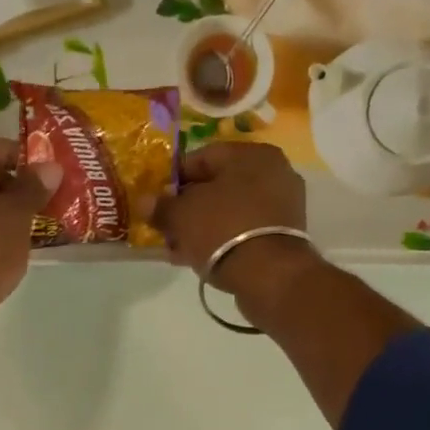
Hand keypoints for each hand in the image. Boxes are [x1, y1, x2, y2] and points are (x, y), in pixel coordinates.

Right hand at [151, 142, 316, 301]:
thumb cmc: (222, 229)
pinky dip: (222, 239)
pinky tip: (199, 256)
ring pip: (229, 210)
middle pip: (217, 186)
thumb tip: (145, 202)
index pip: (202, 157)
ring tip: (178, 248)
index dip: (173, 179)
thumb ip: (161, 206)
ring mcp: (283, 204)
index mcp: (251, 154)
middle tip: (166, 227)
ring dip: (202, 226)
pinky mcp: (285, 234)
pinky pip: (244, 229)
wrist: (269, 275)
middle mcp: (273, 171)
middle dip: (188, 207)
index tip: (156, 200)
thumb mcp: (181, 215)